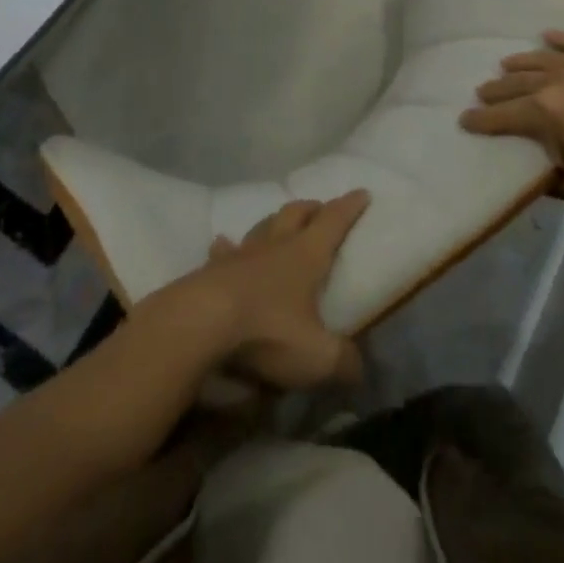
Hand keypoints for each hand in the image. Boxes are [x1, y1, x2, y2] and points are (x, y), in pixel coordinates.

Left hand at [171, 192, 369, 390]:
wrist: (201, 323)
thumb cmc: (267, 332)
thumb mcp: (317, 357)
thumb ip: (343, 362)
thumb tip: (359, 369)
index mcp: (305, 255)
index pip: (333, 221)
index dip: (349, 207)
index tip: (362, 193)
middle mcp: (275, 245)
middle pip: (296, 213)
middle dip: (312, 208)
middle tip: (321, 209)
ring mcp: (241, 254)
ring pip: (263, 226)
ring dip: (275, 222)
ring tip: (280, 224)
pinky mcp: (213, 269)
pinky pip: (224, 251)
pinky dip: (229, 247)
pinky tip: (224, 245)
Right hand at [461, 31, 563, 209]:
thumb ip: (553, 177)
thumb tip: (535, 171)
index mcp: (547, 113)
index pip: (504, 116)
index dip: (482, 121)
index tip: (464, 120)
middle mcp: (558, 81)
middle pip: (518, 83)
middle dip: (497, 90)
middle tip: (481, 93)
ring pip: (543, 59)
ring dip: (521, 63)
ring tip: (506, 66)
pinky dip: (562, 38)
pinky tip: (547, 35)